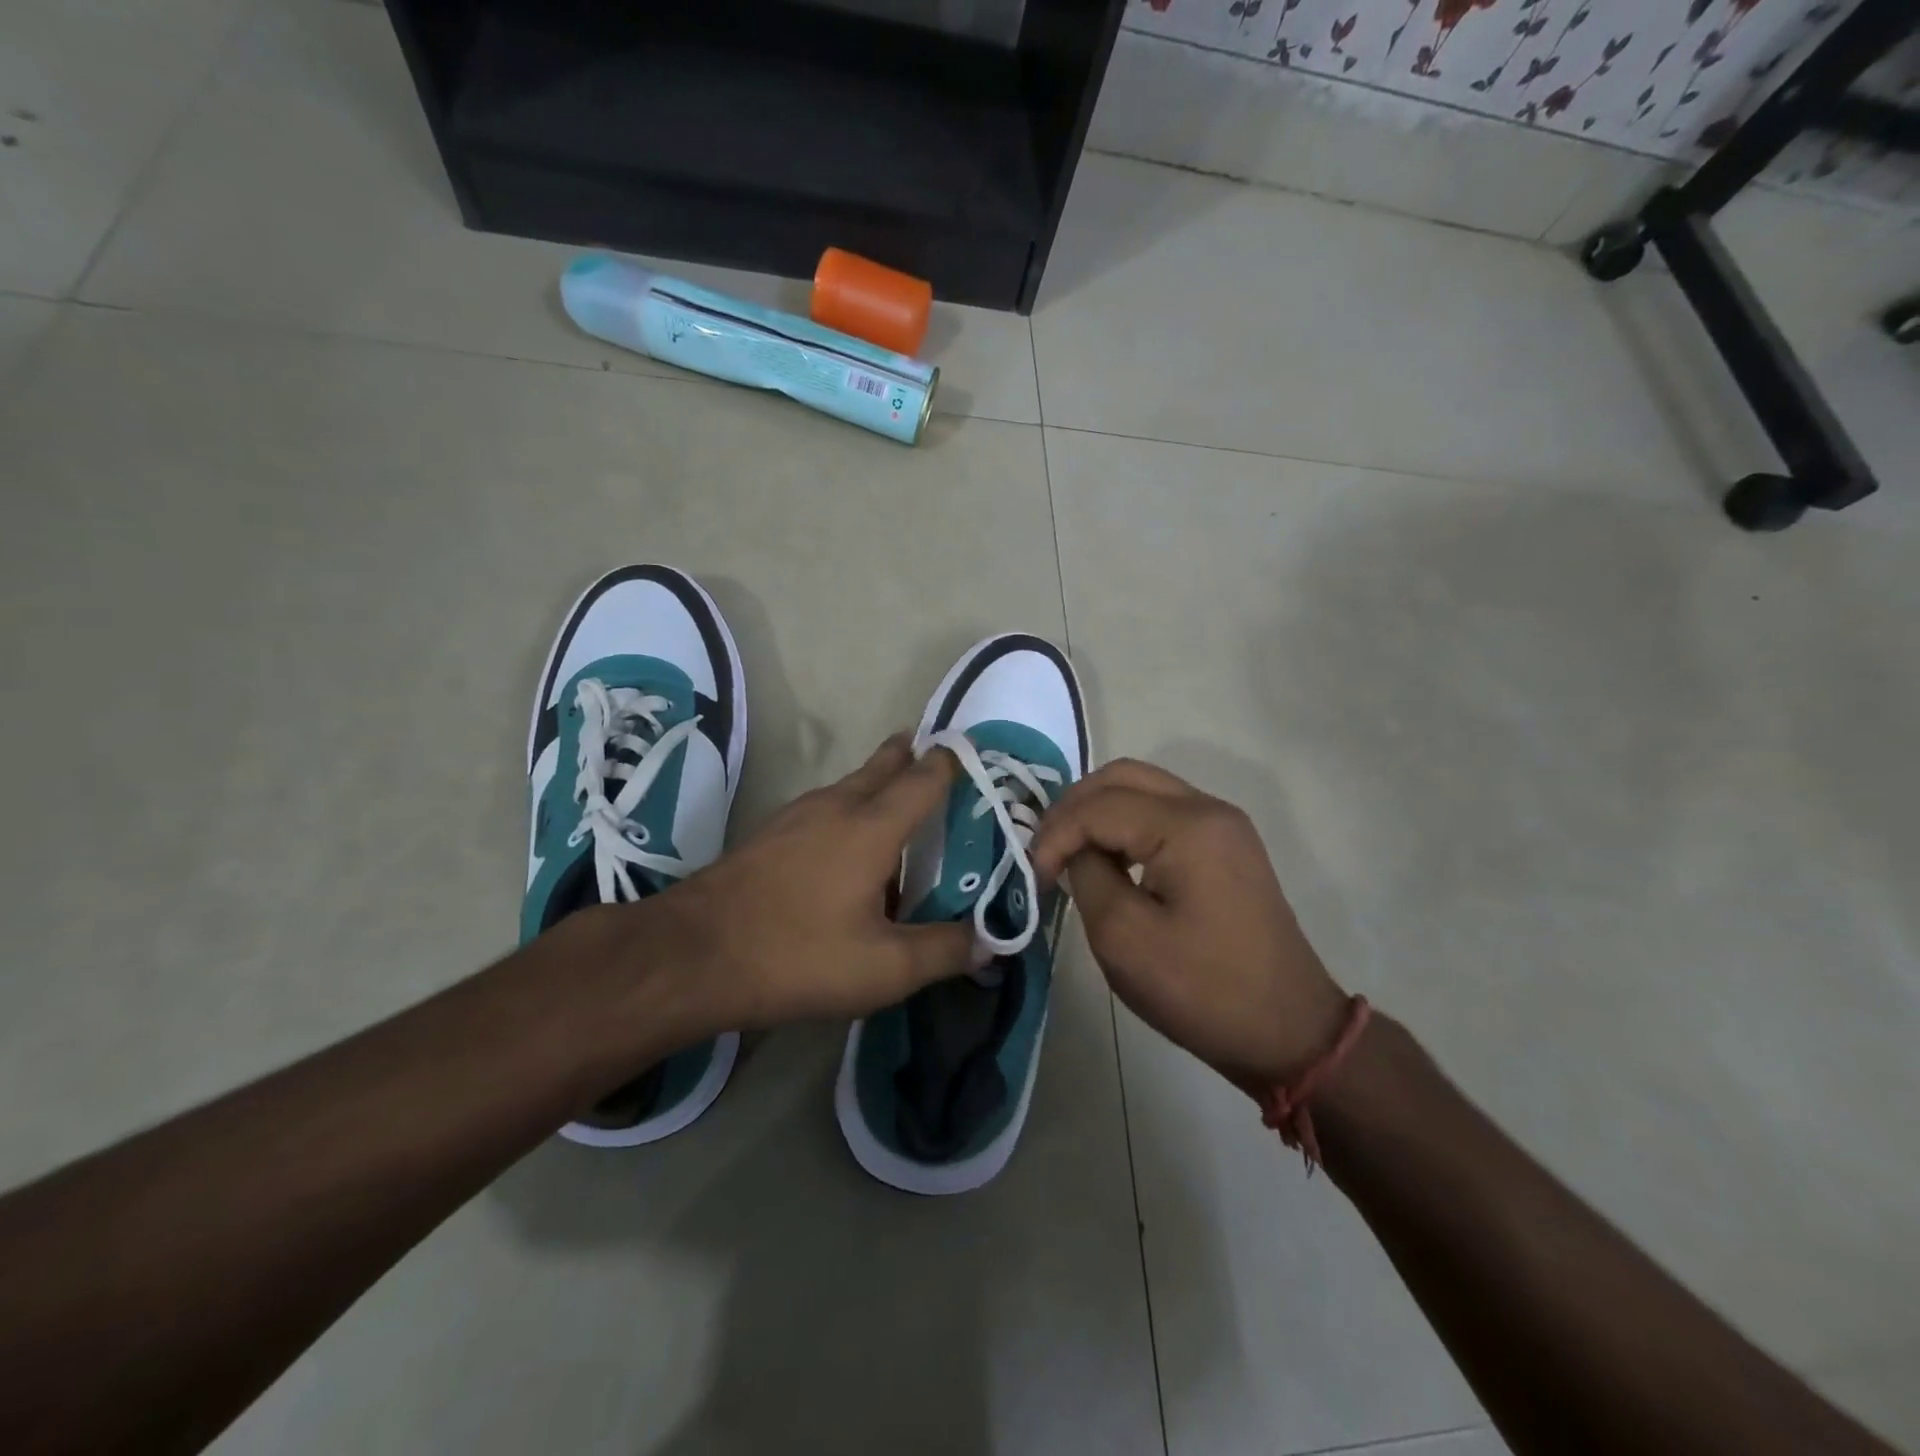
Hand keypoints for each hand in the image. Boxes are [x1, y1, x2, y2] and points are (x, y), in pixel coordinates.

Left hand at [649, 735, 973, 1034]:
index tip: (976, 755)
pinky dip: (849, 807)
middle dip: (912, 756)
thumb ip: (944, 952)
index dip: (953, 762)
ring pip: (850, 784)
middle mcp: (836, 806)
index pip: (925, 778)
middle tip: (938, 758)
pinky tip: (846, 842)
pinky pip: (823, 806)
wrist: (692, 955)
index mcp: (872, 827)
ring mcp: (796, 815)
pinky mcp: (769, 833)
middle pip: (884, 765)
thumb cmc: (797, 955)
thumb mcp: (884, 968)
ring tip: (900, 799)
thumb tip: (991, 942)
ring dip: (878, 781)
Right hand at [1031, 760, 1348, 1090]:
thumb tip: (1077, 852)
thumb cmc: (1202, 989)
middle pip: (1122, 777)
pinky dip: (1126, 825)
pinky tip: (1109, 860)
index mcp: (1187, 826)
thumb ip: (1088, 876)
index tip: (1035, 877)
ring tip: (1069, 852)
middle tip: (1045, 849)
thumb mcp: (1123, 937)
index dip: (1055, 835)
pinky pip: (1164, 812)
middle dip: (1074, 807)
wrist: (1288, 1031)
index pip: (1099, 806)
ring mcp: (1223, 825)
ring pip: (1143, 788)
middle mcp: (1208, 809)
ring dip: (1099, 812)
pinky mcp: (1226, 846)